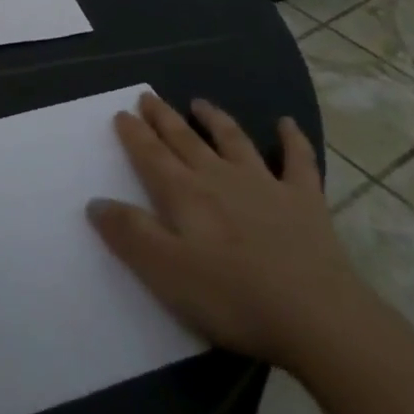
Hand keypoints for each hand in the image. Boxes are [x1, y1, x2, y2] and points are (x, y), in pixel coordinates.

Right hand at [87, 92, 365, 374]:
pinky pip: (298, 160)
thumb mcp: (166, 272)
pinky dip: (291, 139)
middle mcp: (220, 177)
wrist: (317, 316)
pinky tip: (286, 122)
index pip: (152, 156)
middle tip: (148, 96)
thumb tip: (95, 201)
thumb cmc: (233, 297)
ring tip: (199, 103)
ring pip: (233, 140)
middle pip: (185, 140)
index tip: (122, 114)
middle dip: (164, 117)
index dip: (134, 134)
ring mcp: (266, 184)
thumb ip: (129, 234)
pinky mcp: (304, 201)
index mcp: (185, 195)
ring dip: (215, 119)